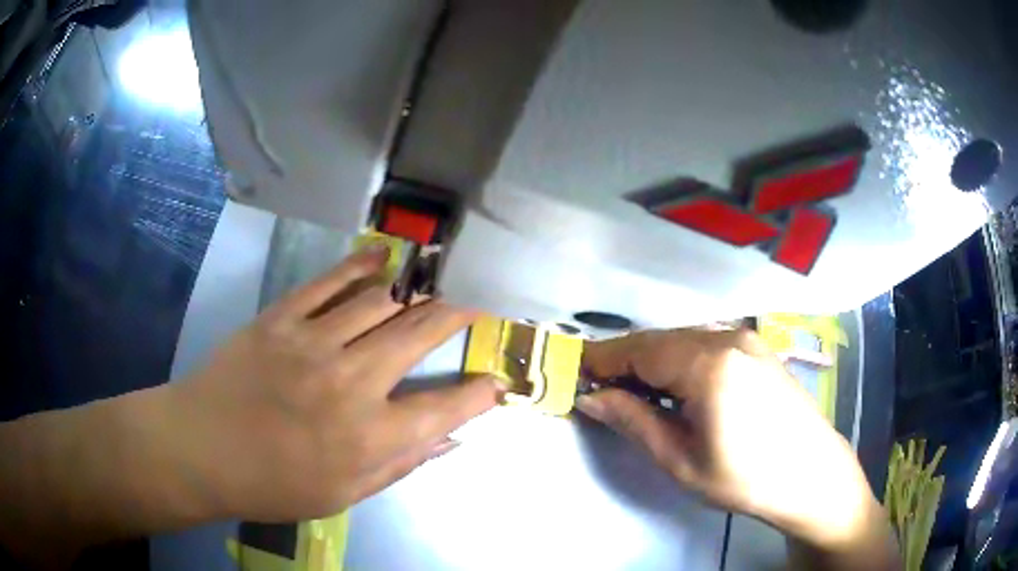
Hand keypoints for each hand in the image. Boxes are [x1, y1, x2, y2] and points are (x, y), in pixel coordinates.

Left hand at [169, 245, 500, 521]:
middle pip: (419, 334)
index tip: (498, 379)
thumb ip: (400, 465)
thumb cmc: (273, 483)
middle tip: (483, 294)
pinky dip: (360, 265)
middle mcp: (350, 383)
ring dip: (420, 282)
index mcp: (369, 438)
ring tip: (445, 267)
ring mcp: (313, 343)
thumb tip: (451, 440)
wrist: (202, 449)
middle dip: (459, 311)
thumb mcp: (343, 494)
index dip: (479, 392)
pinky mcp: (281, 319)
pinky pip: (328, 283)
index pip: (444, 408)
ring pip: (380, 300)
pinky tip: (384, 254)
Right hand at [578, 329, 884, 552]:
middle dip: (624, 361)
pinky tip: (674, 386)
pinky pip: (705, 343)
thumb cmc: (745, 477)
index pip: (638, 350)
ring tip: (632, 391)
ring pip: (681, 339)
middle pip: (659, 340)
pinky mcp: (757, 347)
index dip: (602, 360)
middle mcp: (726, 337)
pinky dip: (678, 359)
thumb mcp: (680, 460)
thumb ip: (633, 421)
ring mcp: (746, 338)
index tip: (572, 373)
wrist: (811, 473)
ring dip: (651, 360)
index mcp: (708, 365)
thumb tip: (591, 397)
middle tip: (598, 388)